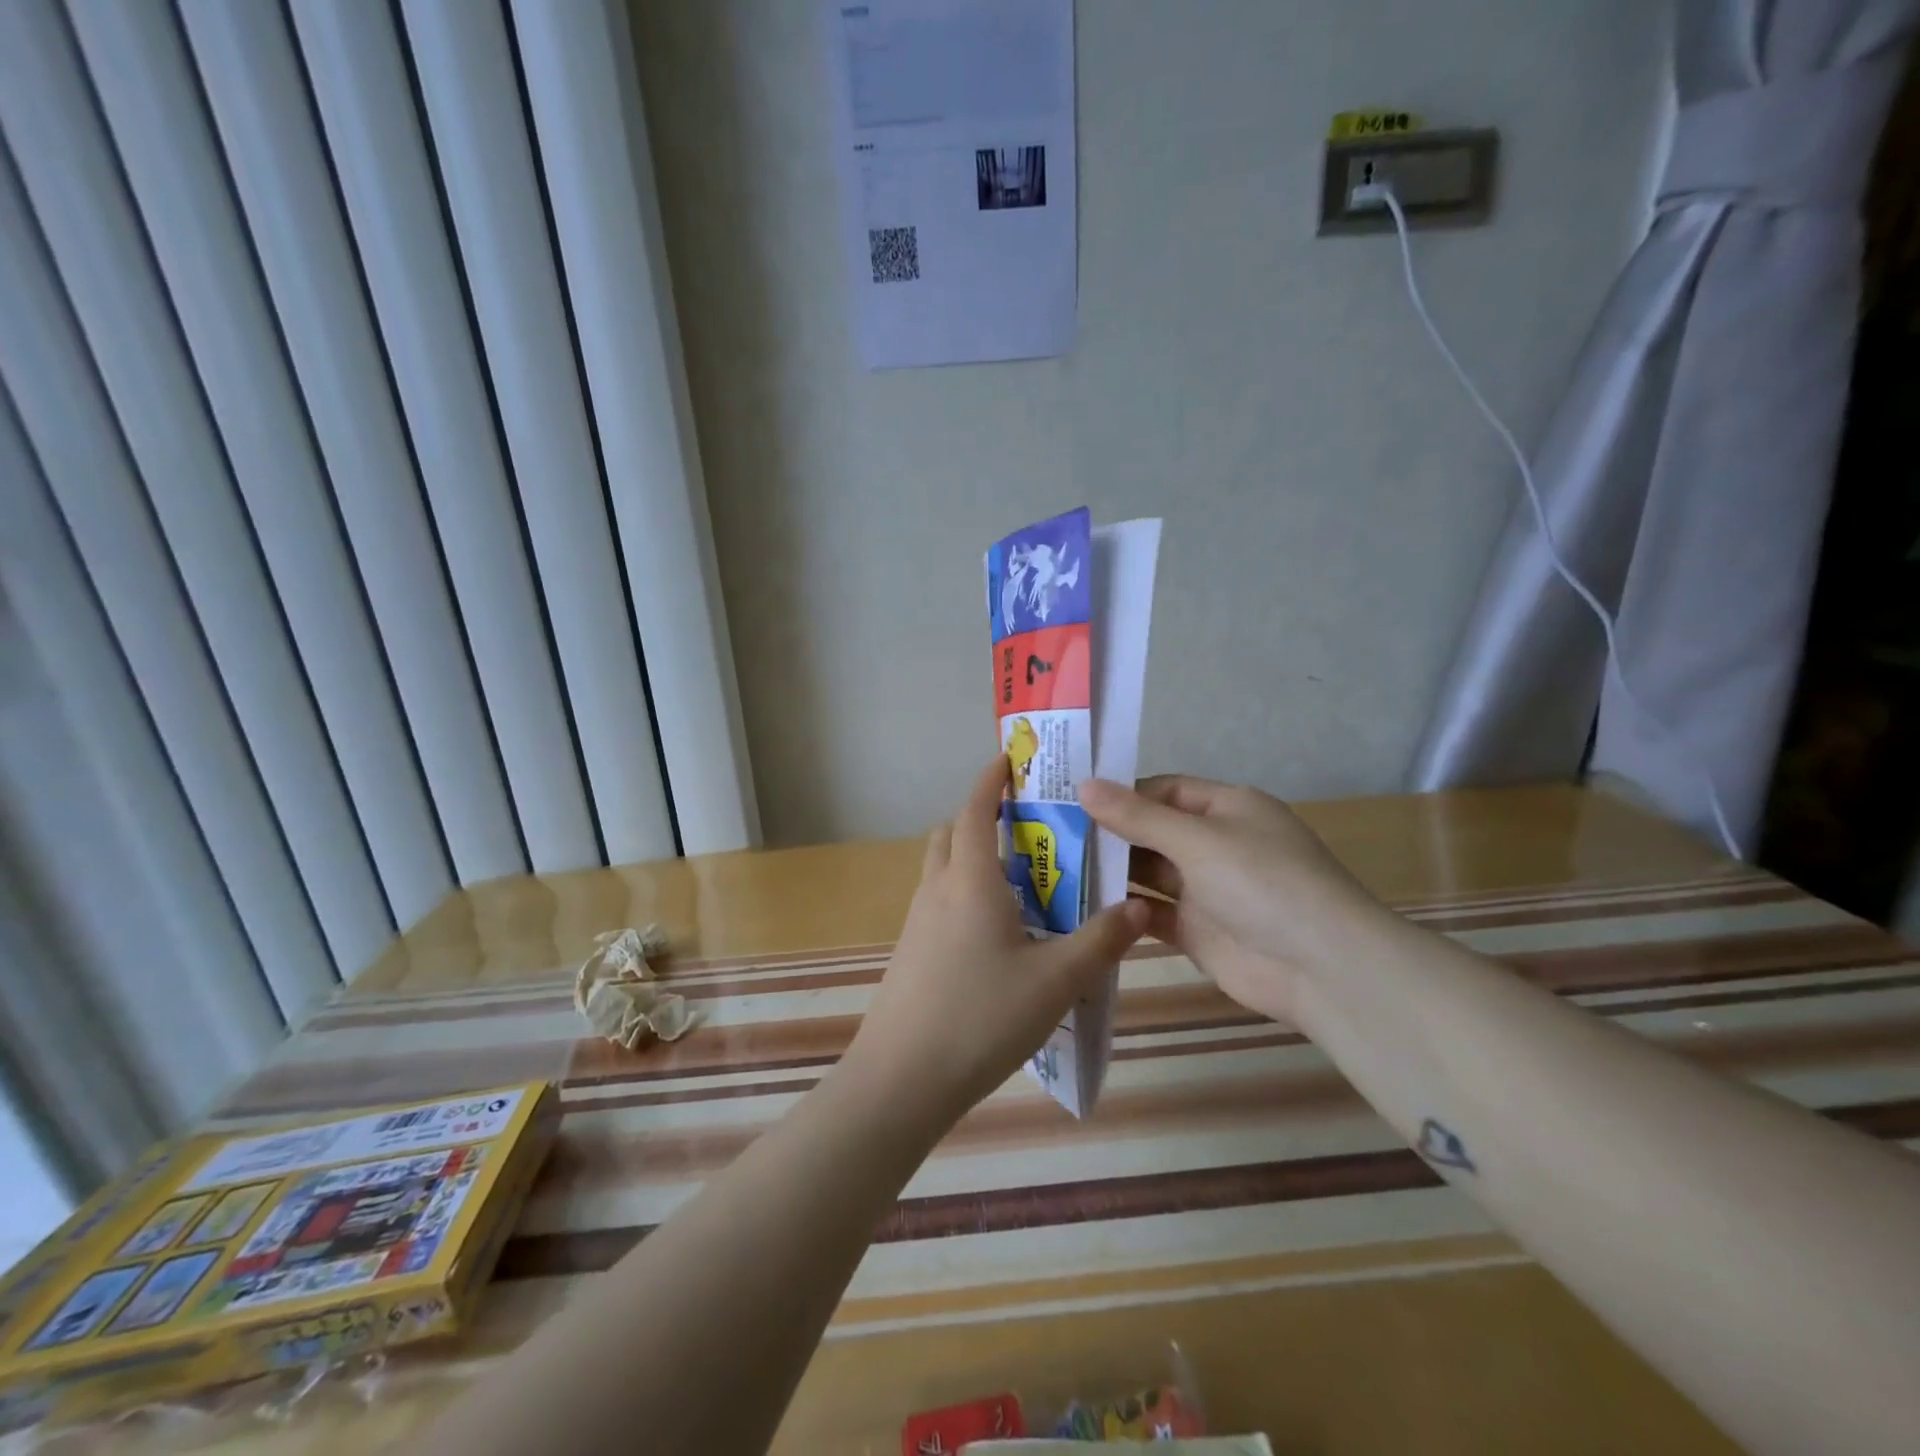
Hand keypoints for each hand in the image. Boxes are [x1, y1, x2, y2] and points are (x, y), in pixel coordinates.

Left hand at [843, 759, 1148, 1123]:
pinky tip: (998, 936)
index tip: (1010, 761)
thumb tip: (1141, 908)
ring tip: (1022, 883)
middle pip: (952, 834)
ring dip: (973, 858)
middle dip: (983, 818)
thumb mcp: (1056, 982)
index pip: (975, 810)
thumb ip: (1101, 942)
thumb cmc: (981, 1018)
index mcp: (970, 881)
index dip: (991, 780)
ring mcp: (917, 923)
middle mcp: (937, 890)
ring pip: (943, 869)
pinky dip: (965, 895)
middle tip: (1027, 828)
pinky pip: (940, 904)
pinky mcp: (911, 953)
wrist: (901, 1079)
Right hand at [1077, 775, 1391, 1022]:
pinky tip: (1085, 909)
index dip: (1121, 793)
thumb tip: (1083, 784)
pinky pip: (1153, 913)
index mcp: (1227, 808)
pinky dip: (1125, 910)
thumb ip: (1137, 816)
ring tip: (1057, 869)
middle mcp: (1216, 844)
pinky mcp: (1198, 931)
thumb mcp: (1197, 839)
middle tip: (1051, 836)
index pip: (1164, 790)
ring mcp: (1207, 890)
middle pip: (1153, 831)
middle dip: (1110, 833)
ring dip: (1112, 872)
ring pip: (1150, 873)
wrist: (1322, 968)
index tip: (1071, 800)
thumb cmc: (1262, 882)